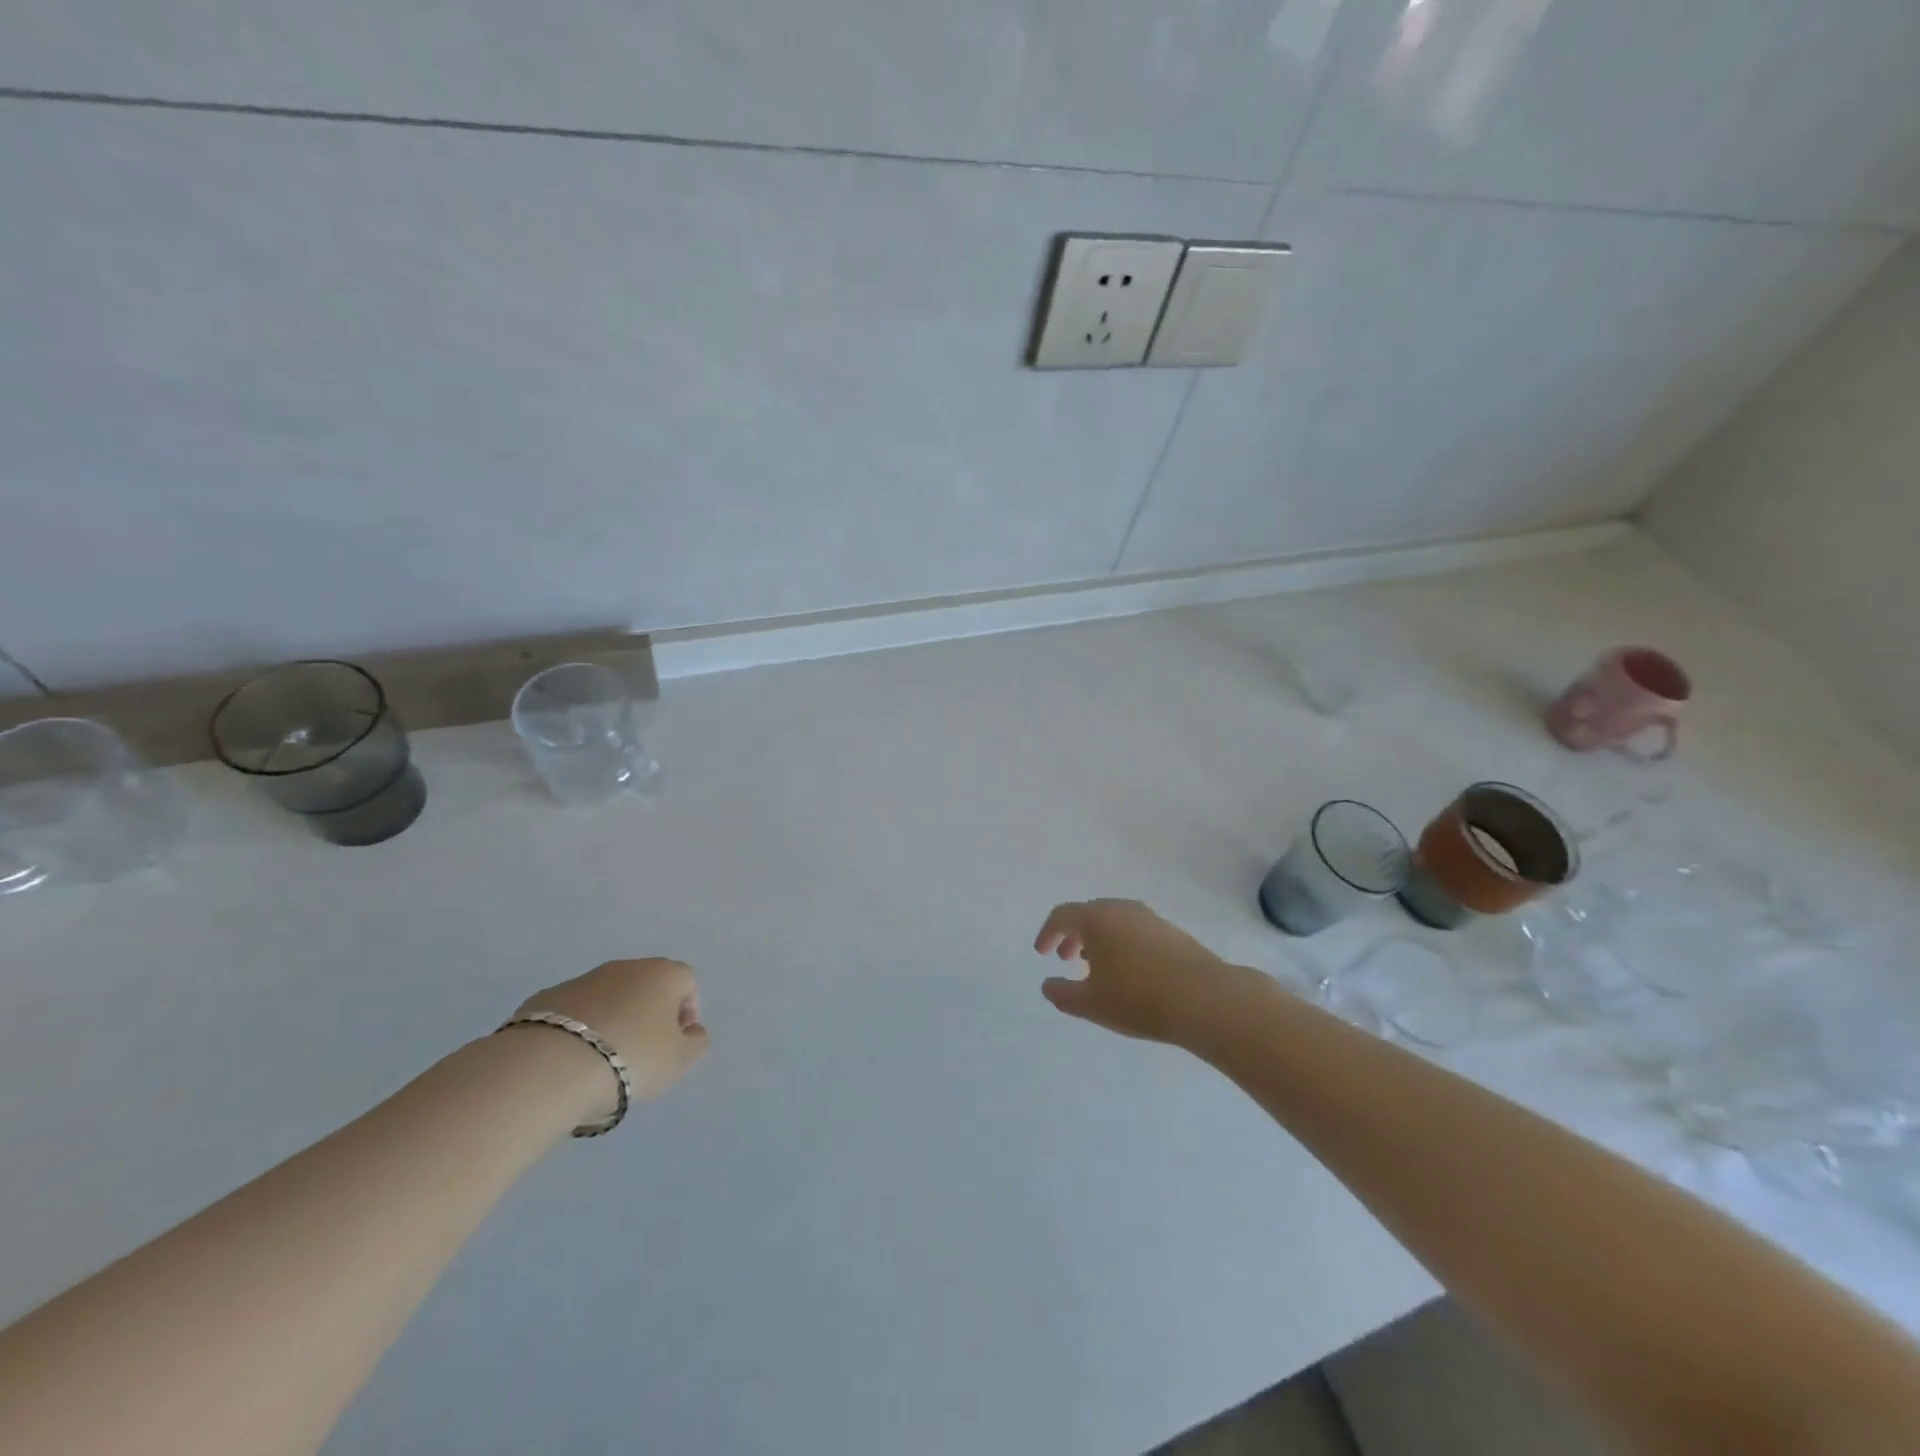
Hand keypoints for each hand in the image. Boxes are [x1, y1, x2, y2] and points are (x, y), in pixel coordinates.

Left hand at [512, 958, 710, 1107]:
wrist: (551, 1066)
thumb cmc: (631, 1057)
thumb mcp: (680, 1060)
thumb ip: (697, 1042)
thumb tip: (692, 1031)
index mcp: (663, 974)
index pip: (686, 982)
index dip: (686, 1012)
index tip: (674, 1044)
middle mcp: (625, 967)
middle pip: (646, 987)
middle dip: (647, 1015)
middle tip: (640, 1054)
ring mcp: (582, 979)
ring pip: (608, 998)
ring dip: (612, 1021)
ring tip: (601, 1062)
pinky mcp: (545, 998)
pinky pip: (573, 1012)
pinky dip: (577, 1030)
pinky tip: (570, 1060)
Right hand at [1034, 899, 1253, 1047]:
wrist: (1204, 998)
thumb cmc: (1137, 998)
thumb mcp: (1090, 1004)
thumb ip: (1062, 994)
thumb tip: (1048, 985)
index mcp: (1096, 918)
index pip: (1062, 915)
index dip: (1047, 933)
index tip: (1042, 954)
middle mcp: (1122, 909)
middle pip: (1089, 914)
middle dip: (1074, 935)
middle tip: (1067, 958)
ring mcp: (1151, 918)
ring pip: (1115, 922)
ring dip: (1100, 940)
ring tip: (1098, 968)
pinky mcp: (1173, 932)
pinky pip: (1136, 931)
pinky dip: (1123, 945)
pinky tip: (1130, 973)